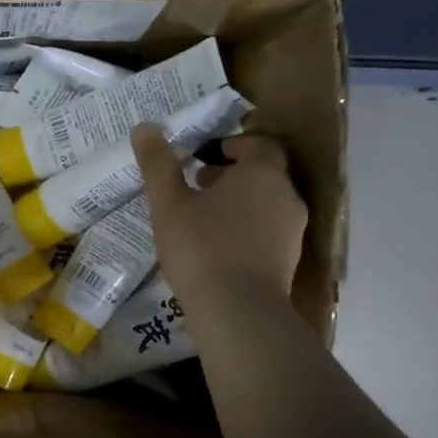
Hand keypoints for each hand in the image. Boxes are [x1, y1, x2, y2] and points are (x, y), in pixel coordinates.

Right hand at [133, 129, 306, 299]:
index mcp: (262, 174)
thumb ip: (158, 165)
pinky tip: (216, 247)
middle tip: (197, 185)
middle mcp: (286, 196)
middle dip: (232, 175)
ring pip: (267, 204)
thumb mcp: (169, 204)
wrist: (238, 311)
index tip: (206, 156)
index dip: (234, 145)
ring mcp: (292, 231)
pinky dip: (246, 229)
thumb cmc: (201, 247)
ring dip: (239, 204)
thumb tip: (145, 127)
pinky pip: (267, 232)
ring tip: (202, 218)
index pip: (259, 145)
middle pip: (264, 175)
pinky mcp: (288, 260)